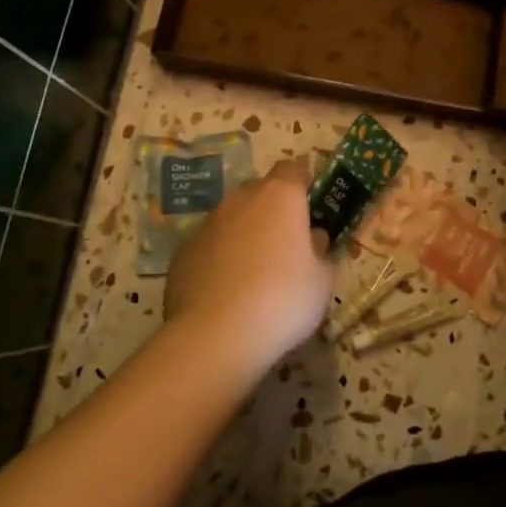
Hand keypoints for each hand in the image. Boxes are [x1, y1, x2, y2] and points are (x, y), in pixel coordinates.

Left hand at [164, 159, 334, 377]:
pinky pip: (211, 246)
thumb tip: (313, 239)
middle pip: (262, 191)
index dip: (304, 182)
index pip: (294, 169)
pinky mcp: (182, 253)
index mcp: (281, 196)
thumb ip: (321, 252)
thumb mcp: (323, 280)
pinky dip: (221, 258)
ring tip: (256, 272)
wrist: (215, 337)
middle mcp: (241, 199)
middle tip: (288, 242)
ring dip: (246, 234)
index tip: (312, 202)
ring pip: (233, 218)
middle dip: (275, 209)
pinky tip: (227, 291)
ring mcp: (207, 224)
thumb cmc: (283, 299)